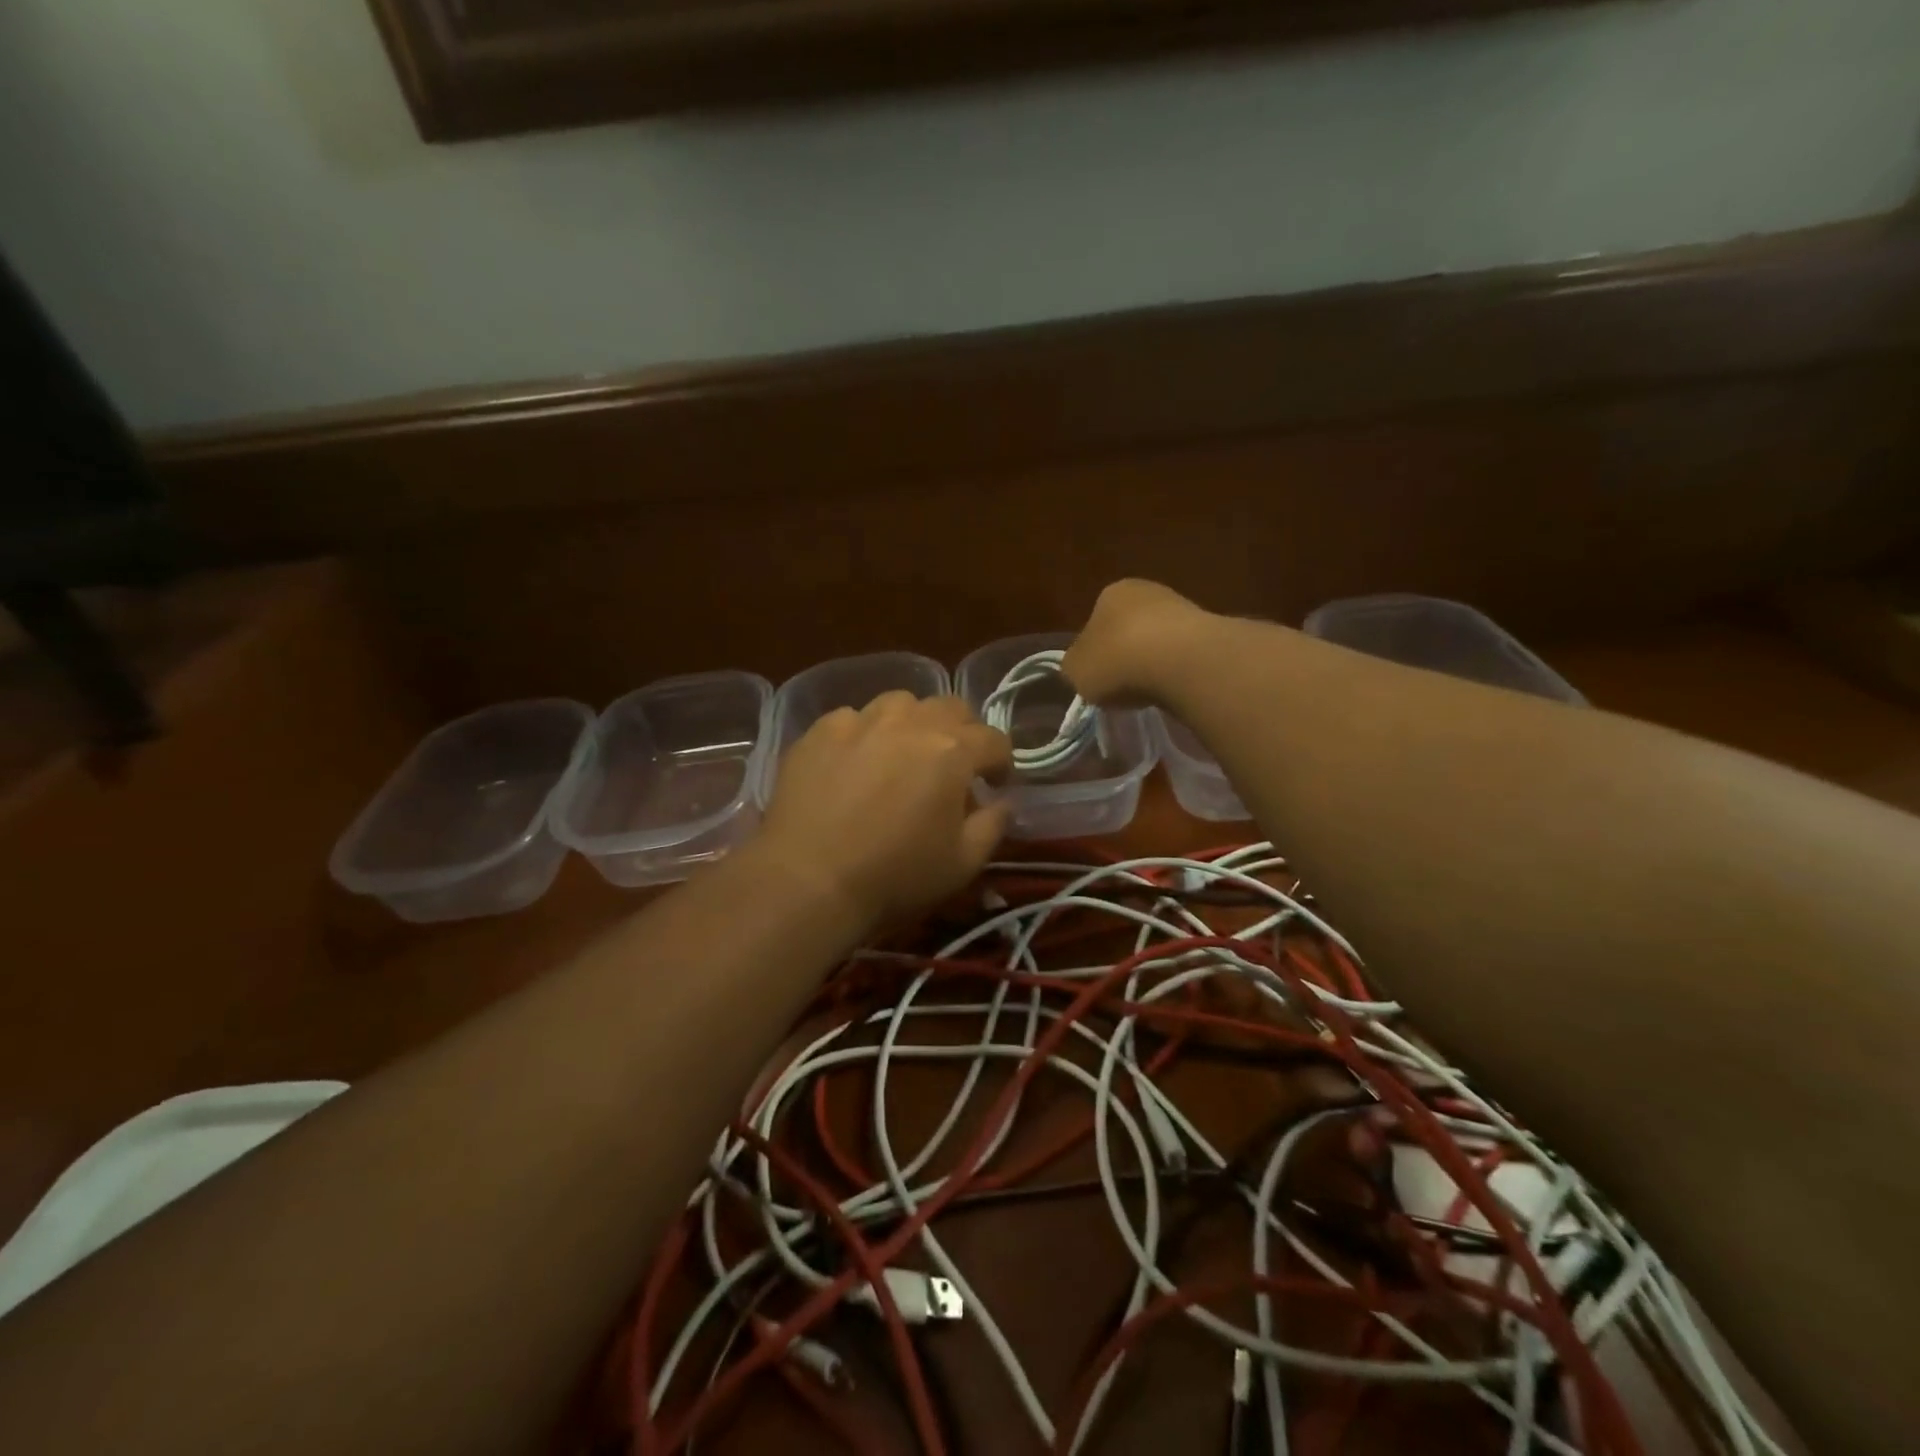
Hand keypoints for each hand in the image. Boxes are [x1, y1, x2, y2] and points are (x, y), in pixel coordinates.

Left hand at [756, 693, 1012, 927]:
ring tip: (902, 755)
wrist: (808, 879)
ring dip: (913, 724)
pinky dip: (865, 735)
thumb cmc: (895, 876)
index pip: (994, 739)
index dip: (1001, 762)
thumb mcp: (963, 863)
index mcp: (952, 750)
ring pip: (900, 704)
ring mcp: (860, 721)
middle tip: (953, 766)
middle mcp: (909, 722)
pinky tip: (855, 763)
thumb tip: (1000, 802)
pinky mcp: (819, 731)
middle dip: (962, 733)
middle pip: (951, 708)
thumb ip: (992, 825)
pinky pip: (853, 719)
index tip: (995, 785)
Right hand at [1061, 579, 1211, 705]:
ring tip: (1152, 691)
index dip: (1095, 652)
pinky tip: (1175, 688)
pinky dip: (1178, 669)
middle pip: (1130, 628)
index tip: (1099, 677)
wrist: (1179, 661)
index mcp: (1109, 594)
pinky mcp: (1211, 629)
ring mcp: (1183, 606)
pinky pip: (1185, 654)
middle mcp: (1146, 591)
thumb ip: (1075, 667)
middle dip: (1127, 654)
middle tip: (1124, 686)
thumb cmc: (1116, 660)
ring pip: (1160, 639)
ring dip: (1155, 661)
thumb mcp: (1076, 671)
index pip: (1096, 622)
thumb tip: (1082, 667)